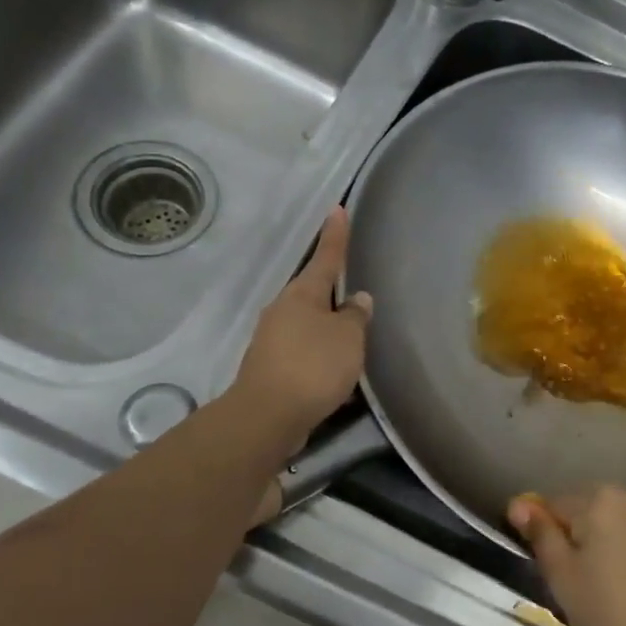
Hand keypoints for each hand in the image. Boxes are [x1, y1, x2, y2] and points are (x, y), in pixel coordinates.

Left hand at [232, 207, 372, 446]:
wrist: (268, 415)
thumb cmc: (313, 366)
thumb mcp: (347, 338)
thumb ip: (356, 317)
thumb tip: (357, 300)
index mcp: (302, 294)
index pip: (325, 257)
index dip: (335, 235)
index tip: (337, 210)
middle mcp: (283, 310)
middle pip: (312, 292)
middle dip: (331, 290)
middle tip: (353, 289)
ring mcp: (272, 339)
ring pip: (307, 324)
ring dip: (327, 327)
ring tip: (350, 337)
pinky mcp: (271, 367)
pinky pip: (303, 351)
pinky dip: (320, 355)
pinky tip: (335, 370)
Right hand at [507, 487, 625, 625]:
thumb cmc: (611, 613)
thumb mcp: (563, 577)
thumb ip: (540, 534)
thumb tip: (519, 505)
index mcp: (600, 499)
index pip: (557, 505)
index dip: (549, 534)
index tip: (554, 566)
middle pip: (595, 508)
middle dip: (585, 533)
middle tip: (585, 578)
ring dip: (618, 538)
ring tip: (619, 581)